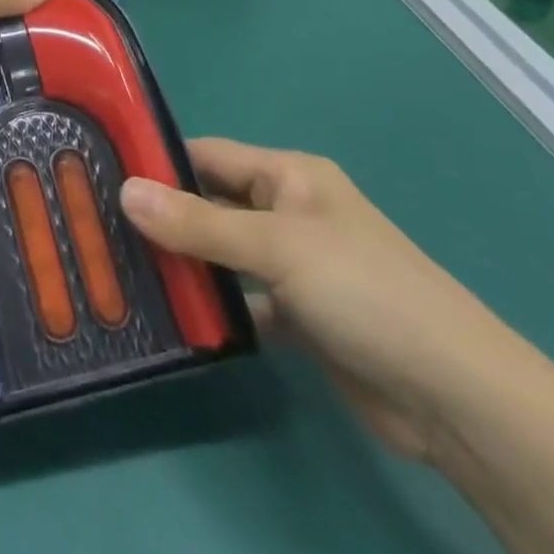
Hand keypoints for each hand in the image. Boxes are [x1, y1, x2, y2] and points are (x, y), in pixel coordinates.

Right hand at [121, 141, 527, 461]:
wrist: (456, 398)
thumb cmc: (365, 292)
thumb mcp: (276, 246)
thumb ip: (197, 222)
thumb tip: (124, 189)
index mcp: (289, 175)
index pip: (208, 155)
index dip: (158, 160)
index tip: (98, 170)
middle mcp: (288, 211)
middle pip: (211, 203)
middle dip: (162, 214)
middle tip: (98, 225)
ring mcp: (294, 265)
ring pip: (222, 253)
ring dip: (183, 262)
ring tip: (118, 268)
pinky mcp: (299, 316)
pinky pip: (241, 299)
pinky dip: (213, 306)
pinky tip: (171, 316)